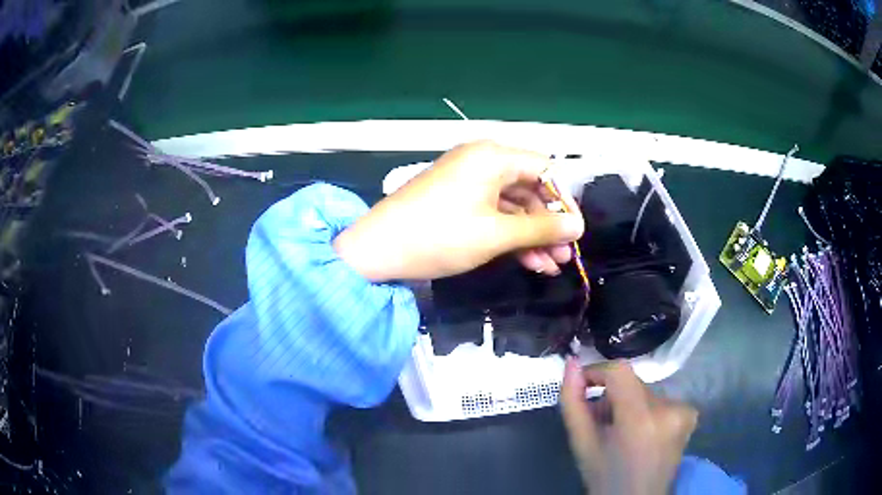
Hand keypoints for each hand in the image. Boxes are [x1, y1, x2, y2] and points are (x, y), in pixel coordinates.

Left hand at [334, 141, 584, 280]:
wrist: (377, 251)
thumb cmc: (439, 235)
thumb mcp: (496, 234)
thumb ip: (542, 229)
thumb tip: (577, 227)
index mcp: (493, 156)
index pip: (545, 169)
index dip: (564, 200)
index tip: (575, 232)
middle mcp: (482, 161)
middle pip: (530, 189)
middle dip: (548, 225)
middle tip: (564, 257)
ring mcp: (468, 182)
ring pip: (513, 206)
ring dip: (532, 236)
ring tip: (550, 267)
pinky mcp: (457, 202)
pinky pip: (493, 214)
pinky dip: (510, 236)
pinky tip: (528, 262)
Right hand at [560, 359, 697, 494]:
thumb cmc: (605, 477)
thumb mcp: (582, 444)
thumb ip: (572, 403)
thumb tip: (571, 363)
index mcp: (640, 420)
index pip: (620, 372)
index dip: (597, 372)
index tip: (583, 384)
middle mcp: (669, 410)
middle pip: (633, 383)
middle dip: (613, 397)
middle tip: (601, 422)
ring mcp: (684, 411)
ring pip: (646, 392)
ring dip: (630, 404)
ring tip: (621, 431)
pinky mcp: (690, 414)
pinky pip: (661, 400)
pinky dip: (648, 410)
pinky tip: (642, 433)